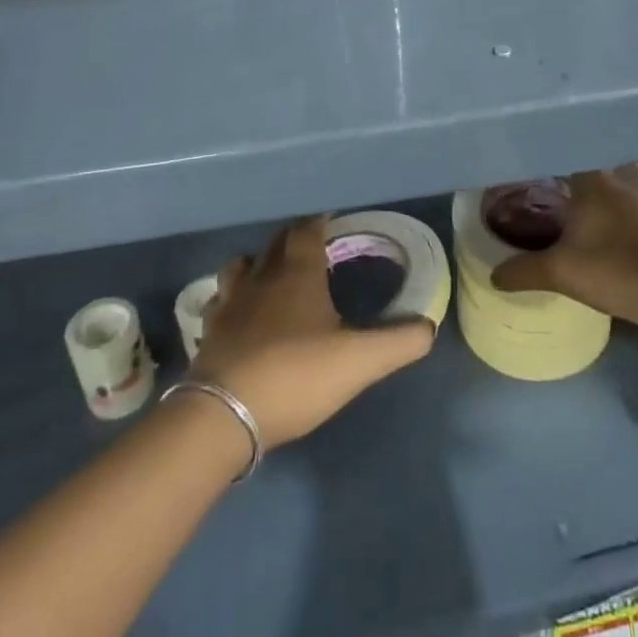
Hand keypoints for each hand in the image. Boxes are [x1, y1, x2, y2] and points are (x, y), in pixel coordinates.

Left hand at [189, 216, 434, 447]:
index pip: (308, 229)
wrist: (223, 416)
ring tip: (274, 277)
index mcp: (297, 272)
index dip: (321, 221)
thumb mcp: (359, 362)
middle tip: (315, 247)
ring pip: (241, 266)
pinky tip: (241, 316)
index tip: (334, 220)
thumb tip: (428, 326)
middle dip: (295, 239)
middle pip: (277, 242)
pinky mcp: (209, 332)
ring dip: (259, 264)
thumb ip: (399, 342)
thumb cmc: (295, 375)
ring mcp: (229, 303)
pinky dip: (232, 300)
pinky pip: (220, 302)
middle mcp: (261, 276)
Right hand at [490, 168, 637, 332]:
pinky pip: (622, 203)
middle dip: (562, 175)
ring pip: (606, 185)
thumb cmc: (613, 270)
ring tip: (562, 208)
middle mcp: (619, 178)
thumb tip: (493, 276)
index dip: (541, 157)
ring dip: (587, 193)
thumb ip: (523, 271)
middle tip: (536, 187)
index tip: (522, 164)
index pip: (562, 153)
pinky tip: (596, 231)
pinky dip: (606, 210)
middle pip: (584, 167)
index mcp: (593, 179)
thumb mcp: (559, 272)